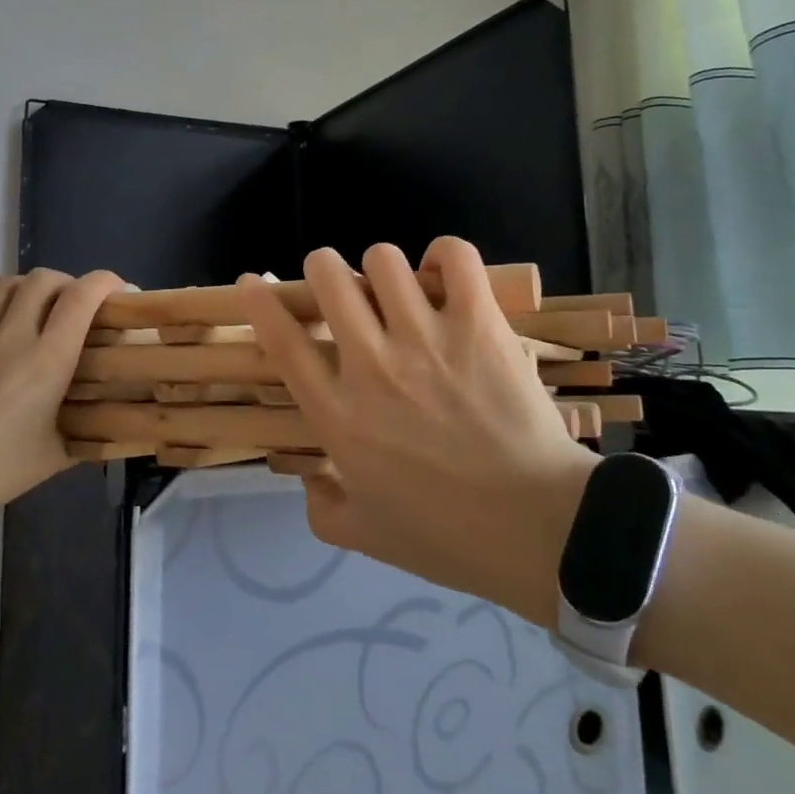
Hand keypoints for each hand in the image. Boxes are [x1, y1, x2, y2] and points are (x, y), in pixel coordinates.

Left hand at [0, 268, 125, 526]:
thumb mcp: (53, 458)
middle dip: (70, 283)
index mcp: (47, 360)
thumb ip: (87, 435)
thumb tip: (115, 427)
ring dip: (30, 286)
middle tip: (78, 306)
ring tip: (38, 307)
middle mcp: (12, 336)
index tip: (119, 289)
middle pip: (44, 279)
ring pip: (6, 283)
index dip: (105, 282)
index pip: (81, 298)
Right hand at [238, 239, 594, 626]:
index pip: (282, 340)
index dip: (259, 301)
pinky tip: (441, 275)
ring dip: (381, 269)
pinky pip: (453, 257)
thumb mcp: (365, 536)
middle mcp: (372, 365)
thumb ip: (321, 508)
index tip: (254, 281)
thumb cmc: (448, 537)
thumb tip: (309, 477)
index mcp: (338, 415)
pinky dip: (442, 256)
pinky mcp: (478, 324)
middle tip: (341, 289)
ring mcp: (426, 339)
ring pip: (383, 260)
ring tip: (398, 289)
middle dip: (323, 270)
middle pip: (328, 278)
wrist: (540, 530)